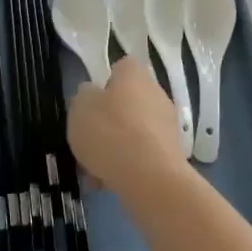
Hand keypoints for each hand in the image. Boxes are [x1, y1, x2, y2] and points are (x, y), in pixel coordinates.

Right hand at [67, 57, 190, 199]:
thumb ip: (84, 97)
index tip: (92, 102)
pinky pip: (142, 154)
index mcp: (134, 75)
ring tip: (93, 170)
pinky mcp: (172, 154)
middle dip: (109, 121)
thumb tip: (92, 96)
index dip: (105, 82)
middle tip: (89, 140)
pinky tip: (108, 183)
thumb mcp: (79, 108)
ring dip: (116, 146)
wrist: (149, 178)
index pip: (121, 67)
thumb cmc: (109, 132)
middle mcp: (156, 93)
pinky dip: (127, 165)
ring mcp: (167, 124)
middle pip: (128, 102)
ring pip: (133, 132)